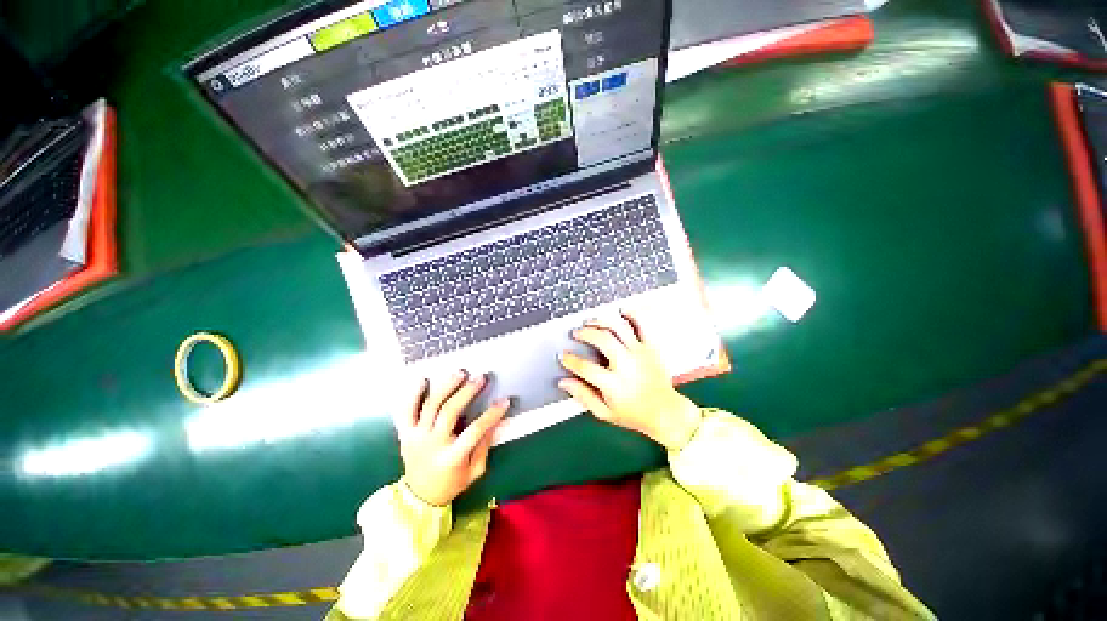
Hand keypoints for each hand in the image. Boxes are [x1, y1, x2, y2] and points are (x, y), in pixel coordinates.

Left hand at [395, 371, 509, 506]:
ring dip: (446, 386)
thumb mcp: (474, 471)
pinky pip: (406, 411)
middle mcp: (432, 445)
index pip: (475, 431)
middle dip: (467, 392)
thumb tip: (497, 422)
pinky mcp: (404, 434)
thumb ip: (485, 446)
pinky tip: (423, 380)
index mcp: (451, 458)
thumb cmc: (452, 483)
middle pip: (449, 412)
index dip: (492, 415)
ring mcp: (415, 437)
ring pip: (430, 406)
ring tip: (459, 373)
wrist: (418, 497)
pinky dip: (413, 394)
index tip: (504, 401)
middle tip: (480, 378)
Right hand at [558, 311, 702, 450]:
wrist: (666, 413)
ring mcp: (640, 354)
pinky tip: (621, 311)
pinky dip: (632, 315)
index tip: (563, 356)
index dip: (570, 360)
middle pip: (602, 340)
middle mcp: (627, 365)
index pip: (585, 367)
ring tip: (590, 321)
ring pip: (619, 328)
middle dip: (585, 333)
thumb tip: (564, 382)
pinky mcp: (651, 348)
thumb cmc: (633, 414)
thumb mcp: (604, 412)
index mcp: (614, 384)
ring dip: (602, 322)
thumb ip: (583, 396)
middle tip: (576, 333)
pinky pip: (642, 326)